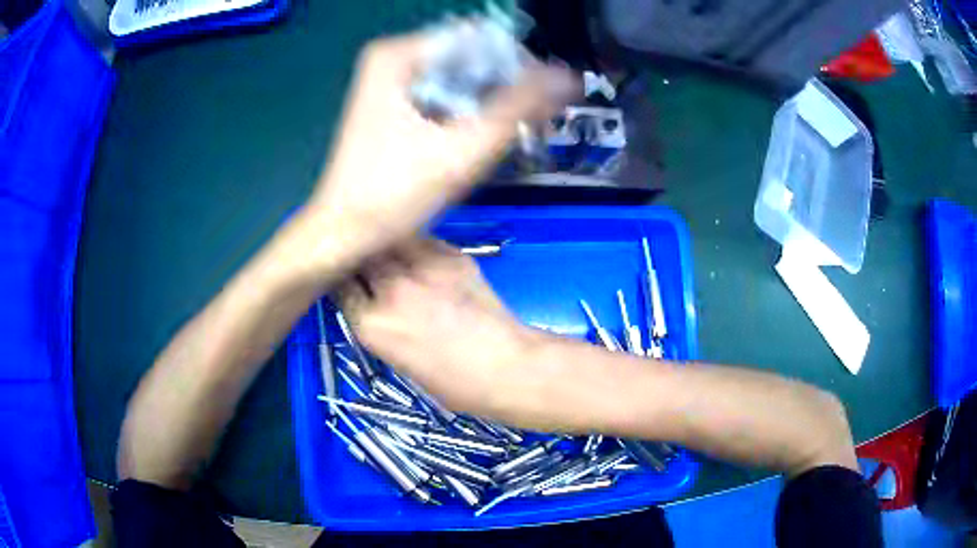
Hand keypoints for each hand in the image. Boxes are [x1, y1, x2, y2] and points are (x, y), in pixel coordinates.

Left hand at [307, 31, 576, 263]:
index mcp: (398, 54)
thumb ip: (519, 106)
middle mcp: (393, 59)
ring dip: (492, 103)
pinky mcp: (395, 106)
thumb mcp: (463, 148)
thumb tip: (569, 76)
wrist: (345, 234)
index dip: (518, 67)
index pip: (480, 39)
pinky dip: (470, 113)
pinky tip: (482, 140)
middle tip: (531, 124)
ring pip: (462, 79)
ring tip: (513, 135)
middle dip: (506, 88)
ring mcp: (392, 82)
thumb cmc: (393, 193)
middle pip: (471, 58)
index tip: (540, 103)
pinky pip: (447, 96)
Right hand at [336, 239, 542, 420]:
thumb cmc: (455, 384)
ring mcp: (421, 268)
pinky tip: (422, 258)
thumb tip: (375, 306)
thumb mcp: (401, 363)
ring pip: (390, 242)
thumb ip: (381, 328)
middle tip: (369, 266)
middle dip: (361, 261)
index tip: (348, 282)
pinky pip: (422, 241)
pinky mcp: (450, 256)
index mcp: (371, 325)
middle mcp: (389, 290)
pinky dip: (416, 247)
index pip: (340, 288)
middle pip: (360, 258)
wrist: (508, 368)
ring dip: (386, 247)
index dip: (342, 283)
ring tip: (392, 255)